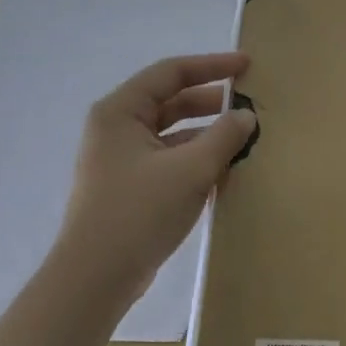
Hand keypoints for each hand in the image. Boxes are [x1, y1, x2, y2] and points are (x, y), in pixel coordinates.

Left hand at [56, 52, 258, 306]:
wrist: (95, 279)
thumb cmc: (138, 212)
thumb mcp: (190, 170)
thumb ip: (224, 136)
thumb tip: (247, 116)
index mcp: (121, 111)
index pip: (171, 73)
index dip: (212, 66)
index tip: (248, 66)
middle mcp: (117, 128)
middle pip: (171, 102)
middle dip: (212, 102)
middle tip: (251, 104)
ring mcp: (121, 160)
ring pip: (172, 133)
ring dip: (207, 134)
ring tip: (245, 139)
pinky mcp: (129, 187)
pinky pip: (169, 160)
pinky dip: (196, 159)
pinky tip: (226, 170)